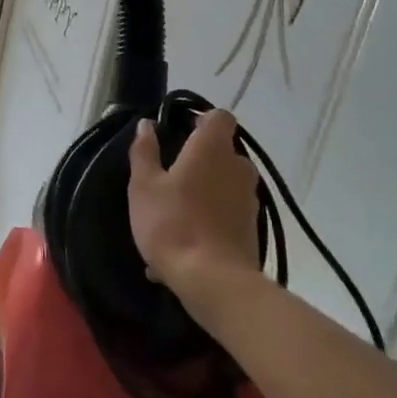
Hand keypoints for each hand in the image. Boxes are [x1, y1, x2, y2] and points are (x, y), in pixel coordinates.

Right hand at [128, 109, 258, 294]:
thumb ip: (144, 151)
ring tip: (174, 215)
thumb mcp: (144, 186)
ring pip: (225, 184)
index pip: (220, 117)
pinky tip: (185, 244)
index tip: (179, 134)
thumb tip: (146, 125)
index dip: (201, 121)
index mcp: (212, 148)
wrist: (213, 281)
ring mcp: (249, 199)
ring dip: (205, 191)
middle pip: (223, 151)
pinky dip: (210, 219)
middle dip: (200, 159)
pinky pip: (227, 213)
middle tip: (170, 177)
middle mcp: (238, 167)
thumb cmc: (172, 223)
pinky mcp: (252, 228)